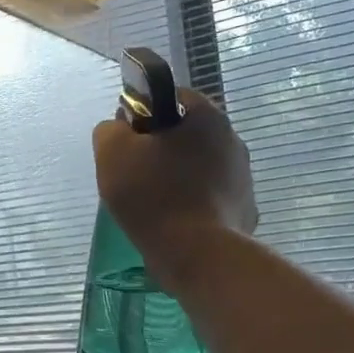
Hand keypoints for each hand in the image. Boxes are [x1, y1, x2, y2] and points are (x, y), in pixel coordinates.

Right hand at [93, 88, 255, 267]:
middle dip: (159, 149)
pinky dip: (191, 204)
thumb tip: (119, 128)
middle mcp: (233, 139)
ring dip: (176, 177)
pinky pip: (209, 198)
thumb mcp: (112, 153)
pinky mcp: (244, 209)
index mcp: (206, 116)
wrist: (198, 255)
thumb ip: (109, 130)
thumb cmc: (153, 195)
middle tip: (132, 173)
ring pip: (198, 167)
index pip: (170, 97)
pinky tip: (172, 222)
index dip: (142, 113)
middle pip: (185, 134)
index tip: (125, 140)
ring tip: (151, 203)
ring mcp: (243, 177)